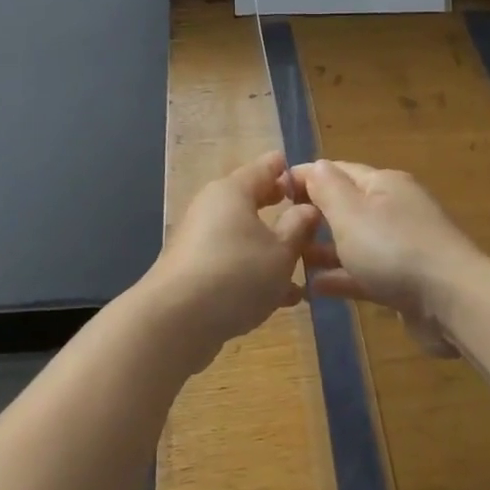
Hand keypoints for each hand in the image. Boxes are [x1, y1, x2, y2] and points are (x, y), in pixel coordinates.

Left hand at [144, 151, 319, 364]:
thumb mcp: (281, 251)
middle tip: (309, 216)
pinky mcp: (194, 272)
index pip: (266, 167)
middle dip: (280, 209)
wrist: (175, 322)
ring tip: (304, 267)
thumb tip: (308, 207)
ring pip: (244, 236)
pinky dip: (254, 272)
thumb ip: (299, 227)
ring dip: (271, 248)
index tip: (313, 179)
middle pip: (251, 201)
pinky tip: (281, 299)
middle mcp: (212, 208)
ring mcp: (199, 241)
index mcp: (233, 191)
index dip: (289, 171)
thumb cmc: (236, 274)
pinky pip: (232, 263)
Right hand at [290, 160, 486, 353]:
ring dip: (324, 250)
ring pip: (355, 241)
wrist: (453, 301)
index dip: (304, 178)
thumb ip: (327, 188)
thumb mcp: (350, 212)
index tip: (272, 191)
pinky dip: (342, 276)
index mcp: (382, 184)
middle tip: (279, 231)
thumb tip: (313, 166)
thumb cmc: (393, 249)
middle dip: (313, 216)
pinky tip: (315, 288)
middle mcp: (394, 208)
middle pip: (346, 206)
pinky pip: (366, 272)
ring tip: (291, 261)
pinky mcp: (406, 280)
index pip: (336, 171)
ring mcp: (402, 245)